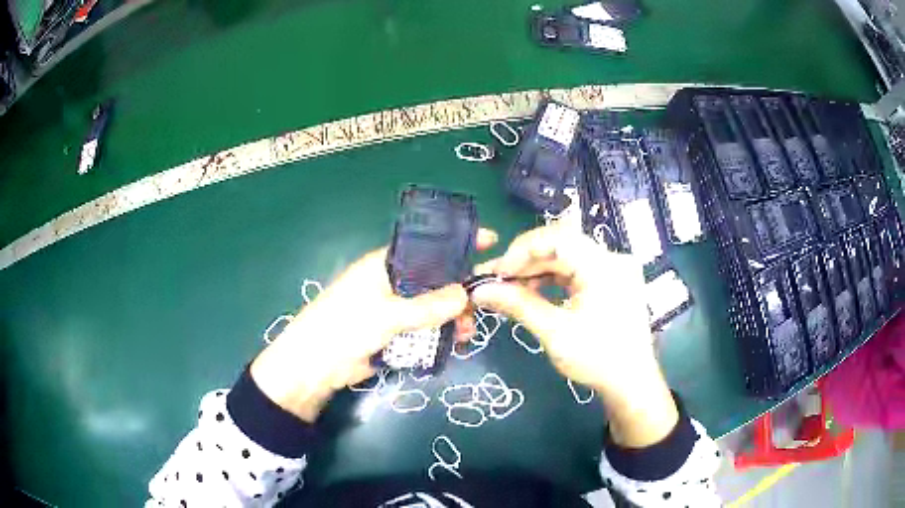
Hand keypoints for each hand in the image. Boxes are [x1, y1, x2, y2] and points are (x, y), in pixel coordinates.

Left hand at [251, 229, 497, 422]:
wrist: (316, 365)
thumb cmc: (344, 328)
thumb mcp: (386, 315)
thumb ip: (426, 306)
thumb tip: (464, 294)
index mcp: (386, 264)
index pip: (428, 246)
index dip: (457, 243)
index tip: (490, 241)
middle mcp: (393, 281)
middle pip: (436, 278)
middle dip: (460, 290)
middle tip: (479, 307)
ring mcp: (395, 307)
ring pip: (434, 306)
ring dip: (452, 317)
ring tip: (466, 333)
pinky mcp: (396, 331)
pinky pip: (426, 327)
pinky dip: (440, 333)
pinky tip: (454, 342)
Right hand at [470, 224, 677, 447]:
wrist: (631, 384)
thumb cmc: (597, 359)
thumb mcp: (554, 332)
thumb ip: (518, 305)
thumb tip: (480, 290)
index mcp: (604, 266)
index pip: (557, 237)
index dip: (522, 250)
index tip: (497, 273)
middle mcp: (612, 259)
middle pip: (560, 245)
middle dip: (524, 261)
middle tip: (494, 280)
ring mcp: (614, 269)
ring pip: (566, 257)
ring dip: (536, 270)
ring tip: (508, 288)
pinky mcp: (611, 281)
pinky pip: (576, 270)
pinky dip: (552, 278)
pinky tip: (532, 292)